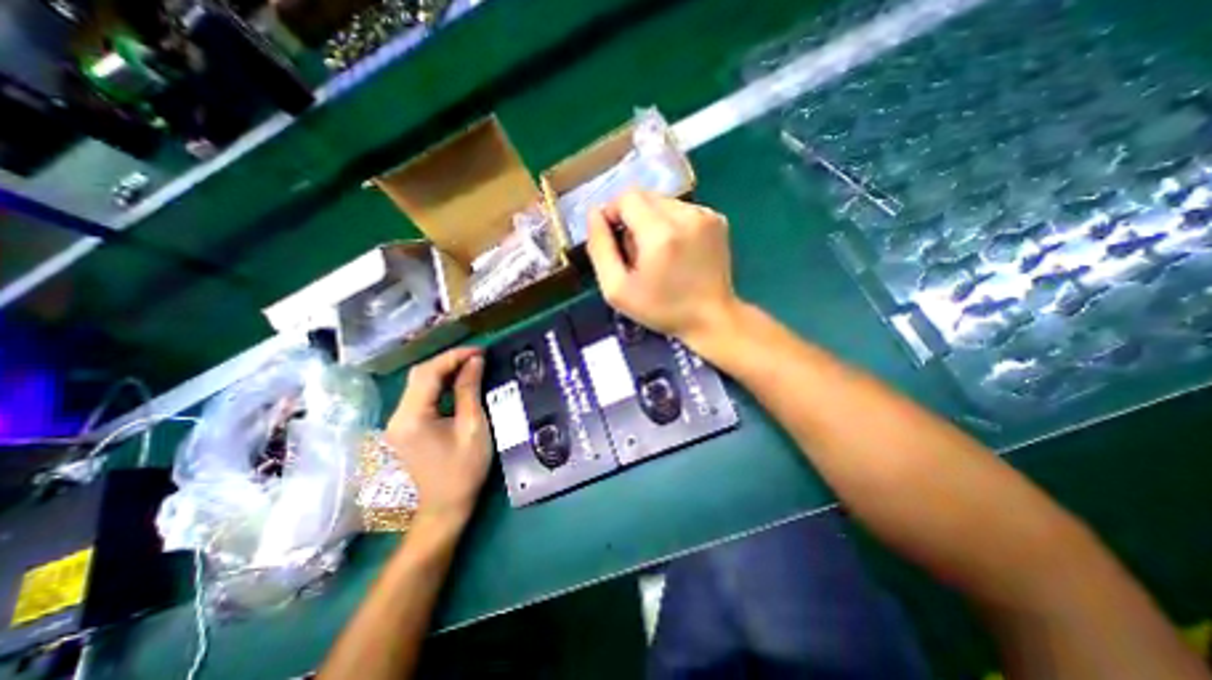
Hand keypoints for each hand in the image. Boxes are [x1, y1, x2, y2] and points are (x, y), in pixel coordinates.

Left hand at [383, 348, 485, 526]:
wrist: (444, 508)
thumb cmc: (464, 470)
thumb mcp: (473, 427)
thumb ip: (470, 390)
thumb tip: (475, 361)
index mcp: (412, 417)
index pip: (429, 373)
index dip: (454, 356)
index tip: (480, 351)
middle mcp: (397, 416)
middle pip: (419, 375)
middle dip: (449, 360)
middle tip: (478, 357)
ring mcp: (397, 423)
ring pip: (418, 384)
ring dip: (444, 371)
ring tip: (471, 365)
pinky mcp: (403, 428)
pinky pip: (420, 396)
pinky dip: (439, 385)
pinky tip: (457, 383)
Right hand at [584, 192, 743, 349]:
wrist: (712, 319)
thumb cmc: (662, 309)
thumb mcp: (617, 289)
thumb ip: (600, 249)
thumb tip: (594, 214)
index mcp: (660, 233)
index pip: (627, 197)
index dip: (613, 213)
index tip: (614, 240)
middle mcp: (686, 215)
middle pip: (645, 196)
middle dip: (632, 218)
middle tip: (636, 252)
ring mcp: (706, 215)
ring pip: (663, 202)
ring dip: (651, 221)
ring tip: (658, 253)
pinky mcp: (717, 220)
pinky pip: (682, 210)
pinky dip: (672, 224)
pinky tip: (676, 250)